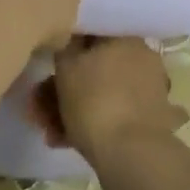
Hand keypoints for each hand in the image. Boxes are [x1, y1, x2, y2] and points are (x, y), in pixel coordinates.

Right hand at [27, 37, 187, 171]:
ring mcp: (149, 90)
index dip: (66, 51)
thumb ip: (64, 47)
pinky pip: (115, 115)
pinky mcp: (150, 121)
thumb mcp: (66, 67)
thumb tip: (68, 39)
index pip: (92, 34)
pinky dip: (93, 125)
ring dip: (73, 110)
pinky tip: (67, 141)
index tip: (48, 69)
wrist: (131, 155)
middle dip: (65, 88)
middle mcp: (142, 57)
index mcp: (126, 37)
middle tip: (39, 110)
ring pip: (103, 93)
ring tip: (49, 133)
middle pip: (95, 67)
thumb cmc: (95, 101)